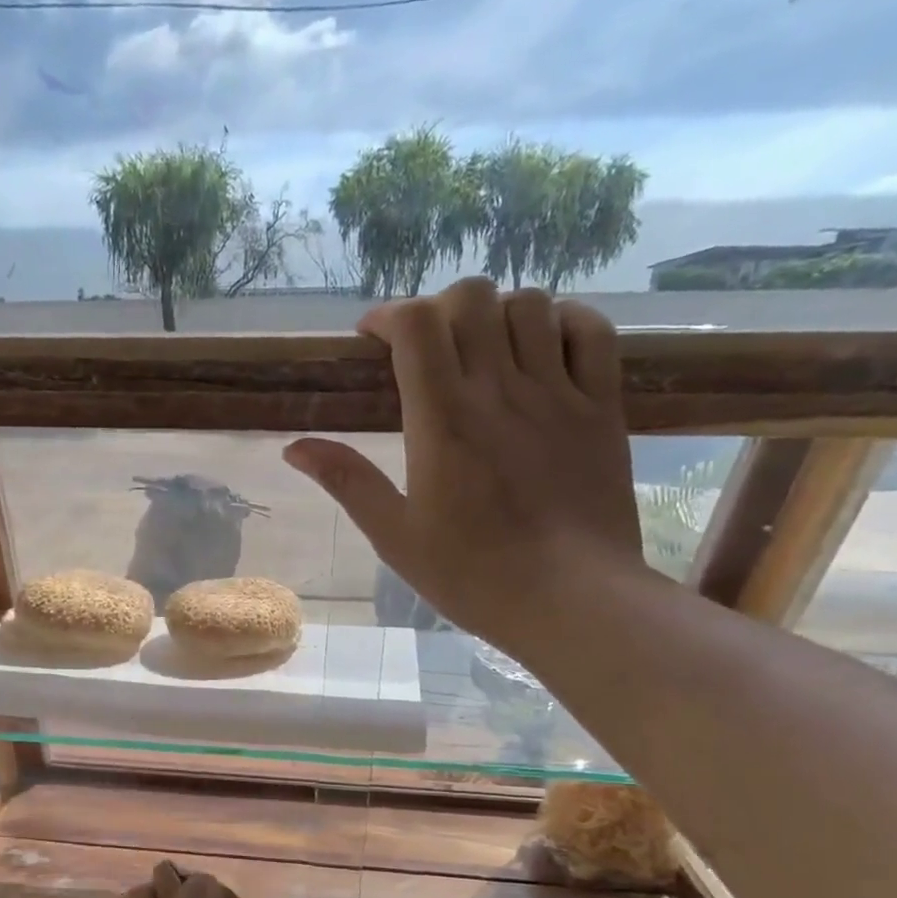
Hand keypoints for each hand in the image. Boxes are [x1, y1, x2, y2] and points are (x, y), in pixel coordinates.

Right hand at [284, 280, 646, 653]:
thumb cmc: (473, 575)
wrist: (571, 600)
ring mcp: (558, 392)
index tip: (373, 339)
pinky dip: (564, 321)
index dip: (389, 315)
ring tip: (482, 351)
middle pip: (472, 297)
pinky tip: (544, 346)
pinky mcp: (601, 406)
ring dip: (497, 314)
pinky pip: (591, 331)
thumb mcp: (395, 536)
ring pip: (530, 304)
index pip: (416, 324)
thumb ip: (348, 482)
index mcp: (442, 419)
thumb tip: (295, 447)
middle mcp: (499, 390)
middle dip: (439, 308)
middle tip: (426, 348)